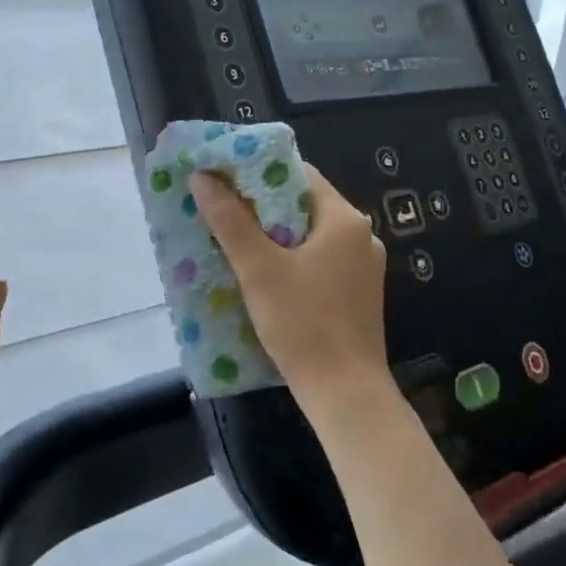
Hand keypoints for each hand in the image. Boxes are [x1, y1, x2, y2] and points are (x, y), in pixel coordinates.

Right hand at [191, 163, 389, 416]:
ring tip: (232, 239)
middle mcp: (360, 236)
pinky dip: (290, 259)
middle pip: (303, 204)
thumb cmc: (303, 323)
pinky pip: (318, 261)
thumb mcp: (258, 269)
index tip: (223, 176)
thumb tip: (203, 178)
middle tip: (220, 208)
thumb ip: (230, 221)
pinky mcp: (357, 294)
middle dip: (260, 205)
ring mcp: (362, 267)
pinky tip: (261, 273)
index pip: (298, 175)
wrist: (345, 393)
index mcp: (344, 219)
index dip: (258, 172)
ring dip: (273, 234)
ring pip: (309, 235)